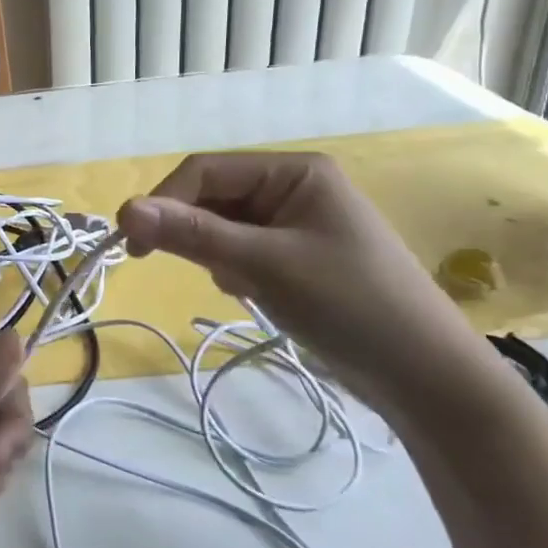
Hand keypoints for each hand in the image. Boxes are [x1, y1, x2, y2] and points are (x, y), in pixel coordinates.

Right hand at [117, 152, 492, 415]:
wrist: (424, 376)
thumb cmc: (349, 305)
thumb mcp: (264, 265)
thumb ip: (193, 234)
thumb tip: (123, 210)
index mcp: (294, 171)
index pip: (205, 170)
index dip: (163, 201)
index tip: (132, 245)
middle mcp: (292, 188)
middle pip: (212, 197)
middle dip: (193, 232)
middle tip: (168, 267)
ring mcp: (295, 224)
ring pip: (222, 227)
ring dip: (215, 255)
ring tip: (241, 287)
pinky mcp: (295, 257)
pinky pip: (241, 251)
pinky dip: (234, 270)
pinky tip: (254, 295)